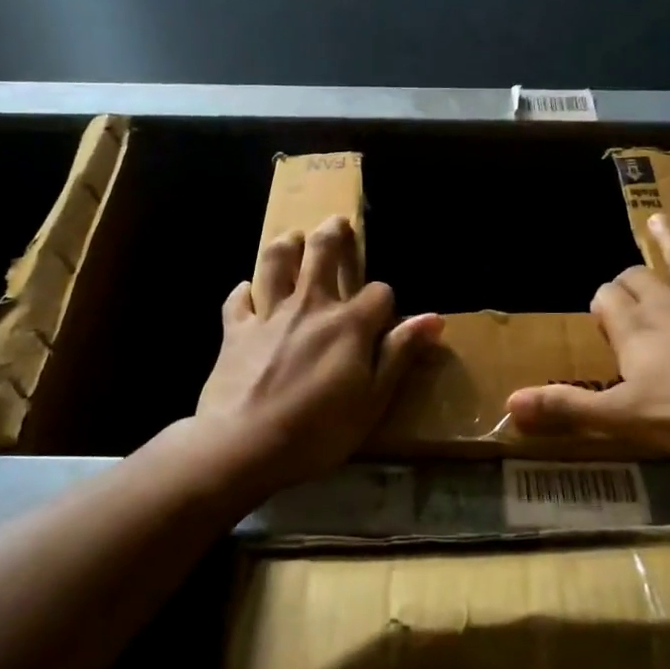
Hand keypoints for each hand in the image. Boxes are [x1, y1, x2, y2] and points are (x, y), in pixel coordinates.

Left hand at [195, 214, 441, 492]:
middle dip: (333, 234)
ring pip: (276, 262)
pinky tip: (248, 290)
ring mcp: (269, 315)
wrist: (243, 445)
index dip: (385, 299)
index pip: (378, 292)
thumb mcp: (374, 400)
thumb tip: (434, 317)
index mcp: (349, 324)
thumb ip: (400, 354)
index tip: (384, 315)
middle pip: (322, 252)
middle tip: (337, 223)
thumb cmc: (319, 430)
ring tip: (293, 238)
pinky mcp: (235, 330)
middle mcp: (310, 306)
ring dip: (286, 245)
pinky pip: (238, 299)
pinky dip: (244, 291)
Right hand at [505, 214, 669, 456]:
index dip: (602, 303)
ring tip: (658, 221)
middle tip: (629, 288)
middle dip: (629, 279)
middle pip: (639, 276)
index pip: (606, 297)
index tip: (603, 315)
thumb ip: (570, 408)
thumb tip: (510, 404)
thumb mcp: (626, 416)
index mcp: (636, 327)